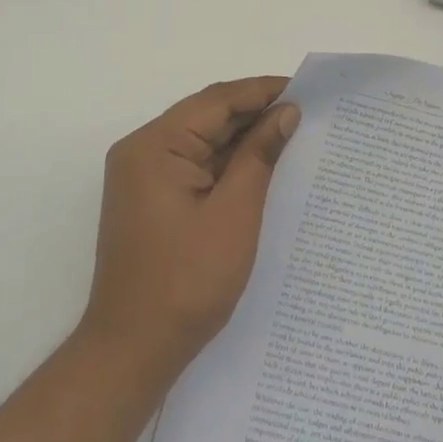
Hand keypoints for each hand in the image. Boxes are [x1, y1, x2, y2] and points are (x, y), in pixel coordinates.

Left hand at [80, 77, 300, 381]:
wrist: (133, 351)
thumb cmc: (187, 281)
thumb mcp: (235, 213)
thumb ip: (260, 155)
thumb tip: (286, 113)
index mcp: (154, 146)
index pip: (216, 101)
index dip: (262, 91)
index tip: (307, 90)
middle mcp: (143, 152)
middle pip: (207, 117)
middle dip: (256, 114)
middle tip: (308, 114)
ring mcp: (144, 178)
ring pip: (203, 142)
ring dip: (244, 140)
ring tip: (295, 136)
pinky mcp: (152, 200)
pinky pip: (196, 167)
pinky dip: (229, 165)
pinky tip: (264, 167)